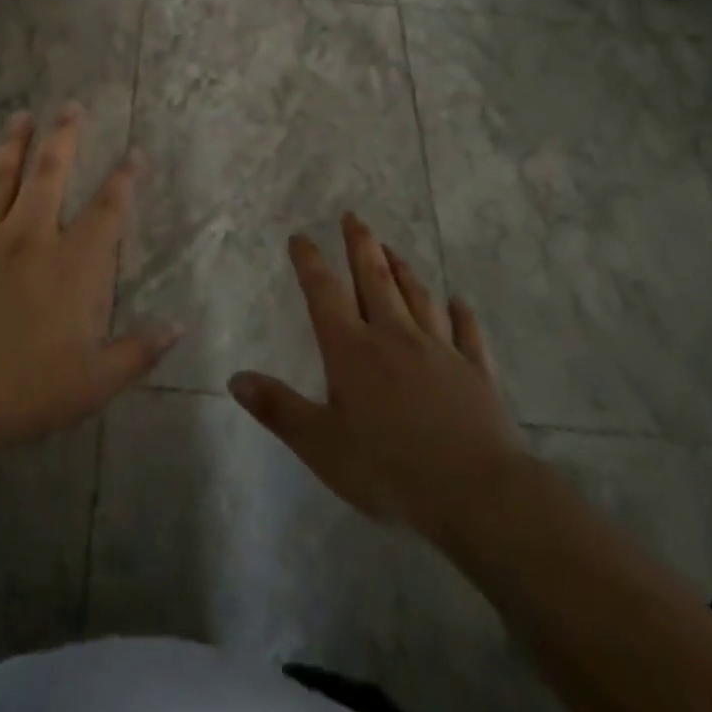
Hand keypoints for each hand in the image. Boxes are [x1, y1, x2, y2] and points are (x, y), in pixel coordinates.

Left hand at [0, 107, 179, 461]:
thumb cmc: (19, 392)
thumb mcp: (91, 384)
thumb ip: (137, 352)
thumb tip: (179, 327)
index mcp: (70, 265)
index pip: (106, 210)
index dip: (123, 179)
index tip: (133, 152)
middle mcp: (28, 236)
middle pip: (50, 173)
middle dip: (64, 136)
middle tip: (70, 106)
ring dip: (12, 143)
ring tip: (21, 115)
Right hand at [229, 214, 527, 543]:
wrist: (476, 494)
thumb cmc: (389, 470)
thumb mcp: (321, 446)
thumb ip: (278, 408)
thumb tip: (235, 377)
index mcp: (352, 350)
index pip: (324, 292)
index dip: (310, 261)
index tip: (300, 236)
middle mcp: (394, 337)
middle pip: (374, 279)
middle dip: (360, 245)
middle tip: (353, 217)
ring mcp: (439, 351)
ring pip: (418, 297)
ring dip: (403, 270)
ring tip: (392, 250)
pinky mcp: (475, 372)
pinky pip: (466, 334)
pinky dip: (461, 315)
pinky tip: (458, 303)